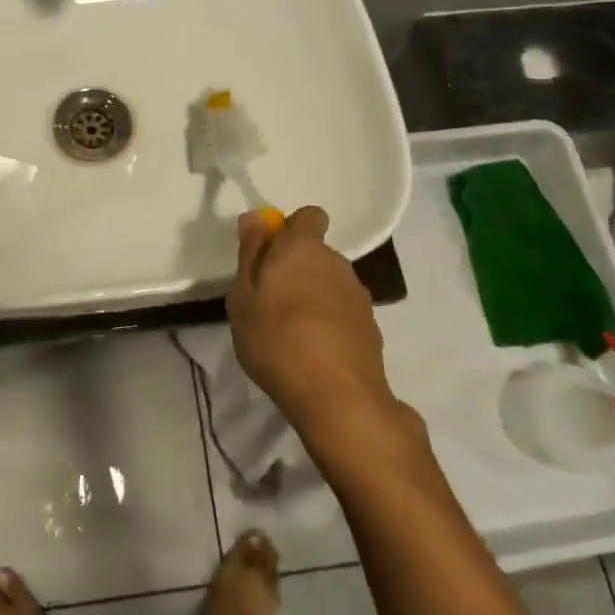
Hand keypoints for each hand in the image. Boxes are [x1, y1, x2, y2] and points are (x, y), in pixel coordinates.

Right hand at [226, 206, 400, 449]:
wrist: (338, 398)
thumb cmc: (276, 339)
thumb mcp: (243, 296)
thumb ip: (250, 253)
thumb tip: (257, 217)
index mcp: (303, 248)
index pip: (309, 216)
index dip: (291, 229)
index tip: (270, 254)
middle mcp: (337, 262)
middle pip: (316, 253)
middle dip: (296, 267)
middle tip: (270, 300)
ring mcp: (358, 296)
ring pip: (330, 282)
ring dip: (313, 295)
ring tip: (291, 331)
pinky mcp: (371, 328)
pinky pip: (343, 311)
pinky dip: (329, 322)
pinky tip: (314, 351)